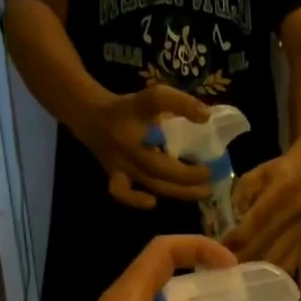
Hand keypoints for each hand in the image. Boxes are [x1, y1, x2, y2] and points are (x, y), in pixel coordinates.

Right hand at [71, 87, 216, 211]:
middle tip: (211, 178)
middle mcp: (130, 147)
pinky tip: (153, 201)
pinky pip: (123, 192)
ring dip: (177, 190)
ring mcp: (121, 165)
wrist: (90, 116)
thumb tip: (207, 116)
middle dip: (188, 177)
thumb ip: (179, 104)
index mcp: (138, 120)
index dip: (185, 120)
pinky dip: (137, 199)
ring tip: (200, 192)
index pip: (160, 113)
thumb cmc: (127, 109)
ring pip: (151, 183)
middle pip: (161, 169)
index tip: (208, 138)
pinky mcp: (115, 176)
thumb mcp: (152, 99)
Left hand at [226, 144, 300, 270]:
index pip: (255, 223)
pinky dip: (273, 273)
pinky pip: (289, 263)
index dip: (236, 239)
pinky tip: (260, 279)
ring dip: (257, 271)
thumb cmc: (279, 171)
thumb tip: (232, 221)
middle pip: (265, 245)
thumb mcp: (256, 174)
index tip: (219, 250)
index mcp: (282, 193)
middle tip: (224, 269)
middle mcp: (294, 214)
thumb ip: (241, 195)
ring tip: (239, 277)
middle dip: (242, 258)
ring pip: (277, 259)